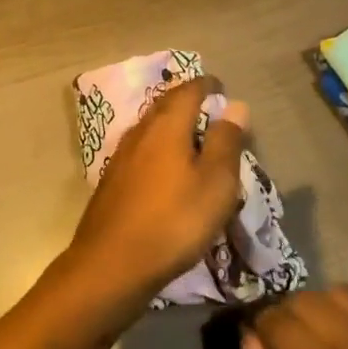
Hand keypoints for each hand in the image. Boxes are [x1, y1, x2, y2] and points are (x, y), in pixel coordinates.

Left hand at [67, 75, 246, 308]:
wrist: (112, 262)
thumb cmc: (174, 220)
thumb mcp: (215, 183)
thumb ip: (226, 142)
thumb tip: (235, 105)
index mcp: (166, 126)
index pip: (187, 91)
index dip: (205, 85)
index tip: (220, 86)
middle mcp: (140, 132)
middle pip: (165, 105)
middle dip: (186, 100)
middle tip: (207, 106)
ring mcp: (122, 155)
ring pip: (151, 127)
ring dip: (171, 123)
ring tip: (191, 135)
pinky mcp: (113, 180)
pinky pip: (141, 149)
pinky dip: (159, 146)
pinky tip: (165, 166)